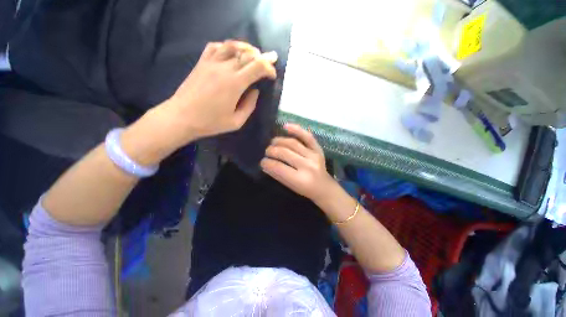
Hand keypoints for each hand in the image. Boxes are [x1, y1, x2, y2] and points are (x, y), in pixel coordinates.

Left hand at [121, 40, 277, 165]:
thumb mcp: (237, 122)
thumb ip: (250, 106)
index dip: (269, 68)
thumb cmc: (211, 122)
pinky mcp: (201, 62)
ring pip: (233, 46)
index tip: (272, 75)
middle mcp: (224, 68)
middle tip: (271, 60)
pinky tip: (232, 53)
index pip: (257, 67)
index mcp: (235, 84)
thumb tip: (255, 91)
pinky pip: (216, 46)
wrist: (182, 117)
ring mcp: (211, 62)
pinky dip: (228, 46)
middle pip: (248, 54)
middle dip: (263, 57)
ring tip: (254, 54)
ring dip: (247, 48)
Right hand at [261, 124, 335, 203]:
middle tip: (266, 152)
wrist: (324, 187)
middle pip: (285, 153)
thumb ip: (278, 175)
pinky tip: (286, 126)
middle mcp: (308, 166)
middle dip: (271, 151)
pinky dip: (296, 130)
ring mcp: (314, 155)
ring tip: (272, 142)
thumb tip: (265, 164)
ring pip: (293, 143)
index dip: (267, 163)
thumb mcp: (291, 187)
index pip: (279, 168)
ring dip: (279, 141)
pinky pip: (307, 136)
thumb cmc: (306, 190)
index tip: (262, 162)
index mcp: (300, 179)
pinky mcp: (318, 149)